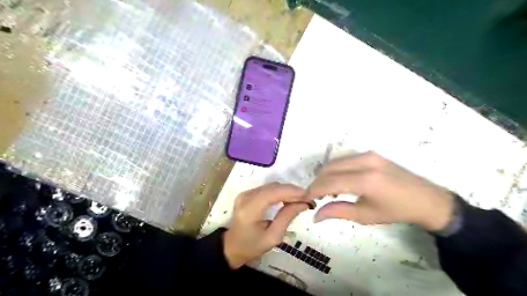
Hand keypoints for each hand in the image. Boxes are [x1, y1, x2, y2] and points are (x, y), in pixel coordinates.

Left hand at [222, 182, 309, 268]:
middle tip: (307, 200)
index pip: (272, 193)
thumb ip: (287, 217)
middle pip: (273, 187)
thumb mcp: (273, 237)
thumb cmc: (252, 246)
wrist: (233, 246)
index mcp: (249, 210)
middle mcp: (246, 197)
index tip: (308, 196)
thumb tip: (303, 203)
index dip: (291, 191)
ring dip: (287, 191)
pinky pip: (268, 188)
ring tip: (300, 200)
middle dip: (292, 191)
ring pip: (272, 186)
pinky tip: (289, 199)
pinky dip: (280, 192)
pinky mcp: (248, 193)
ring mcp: (245, 193)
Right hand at [308, 153, 454, 230]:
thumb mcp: (365, 215)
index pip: (330, 181)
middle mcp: (365, 162)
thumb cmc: (396, 211)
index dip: (314, 189)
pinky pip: (345, 159)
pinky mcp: (371, 153)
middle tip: (315, 195)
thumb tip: (315, 215)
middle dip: (318, 181)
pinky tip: (339, 181)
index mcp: (366, 180)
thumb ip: (338, 212)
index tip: (306, 197)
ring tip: (327, 190)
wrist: (425, 199)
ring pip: (335, 161)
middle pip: (329, 168)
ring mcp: (368, 155)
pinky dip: (336, 169)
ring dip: (326, 174)